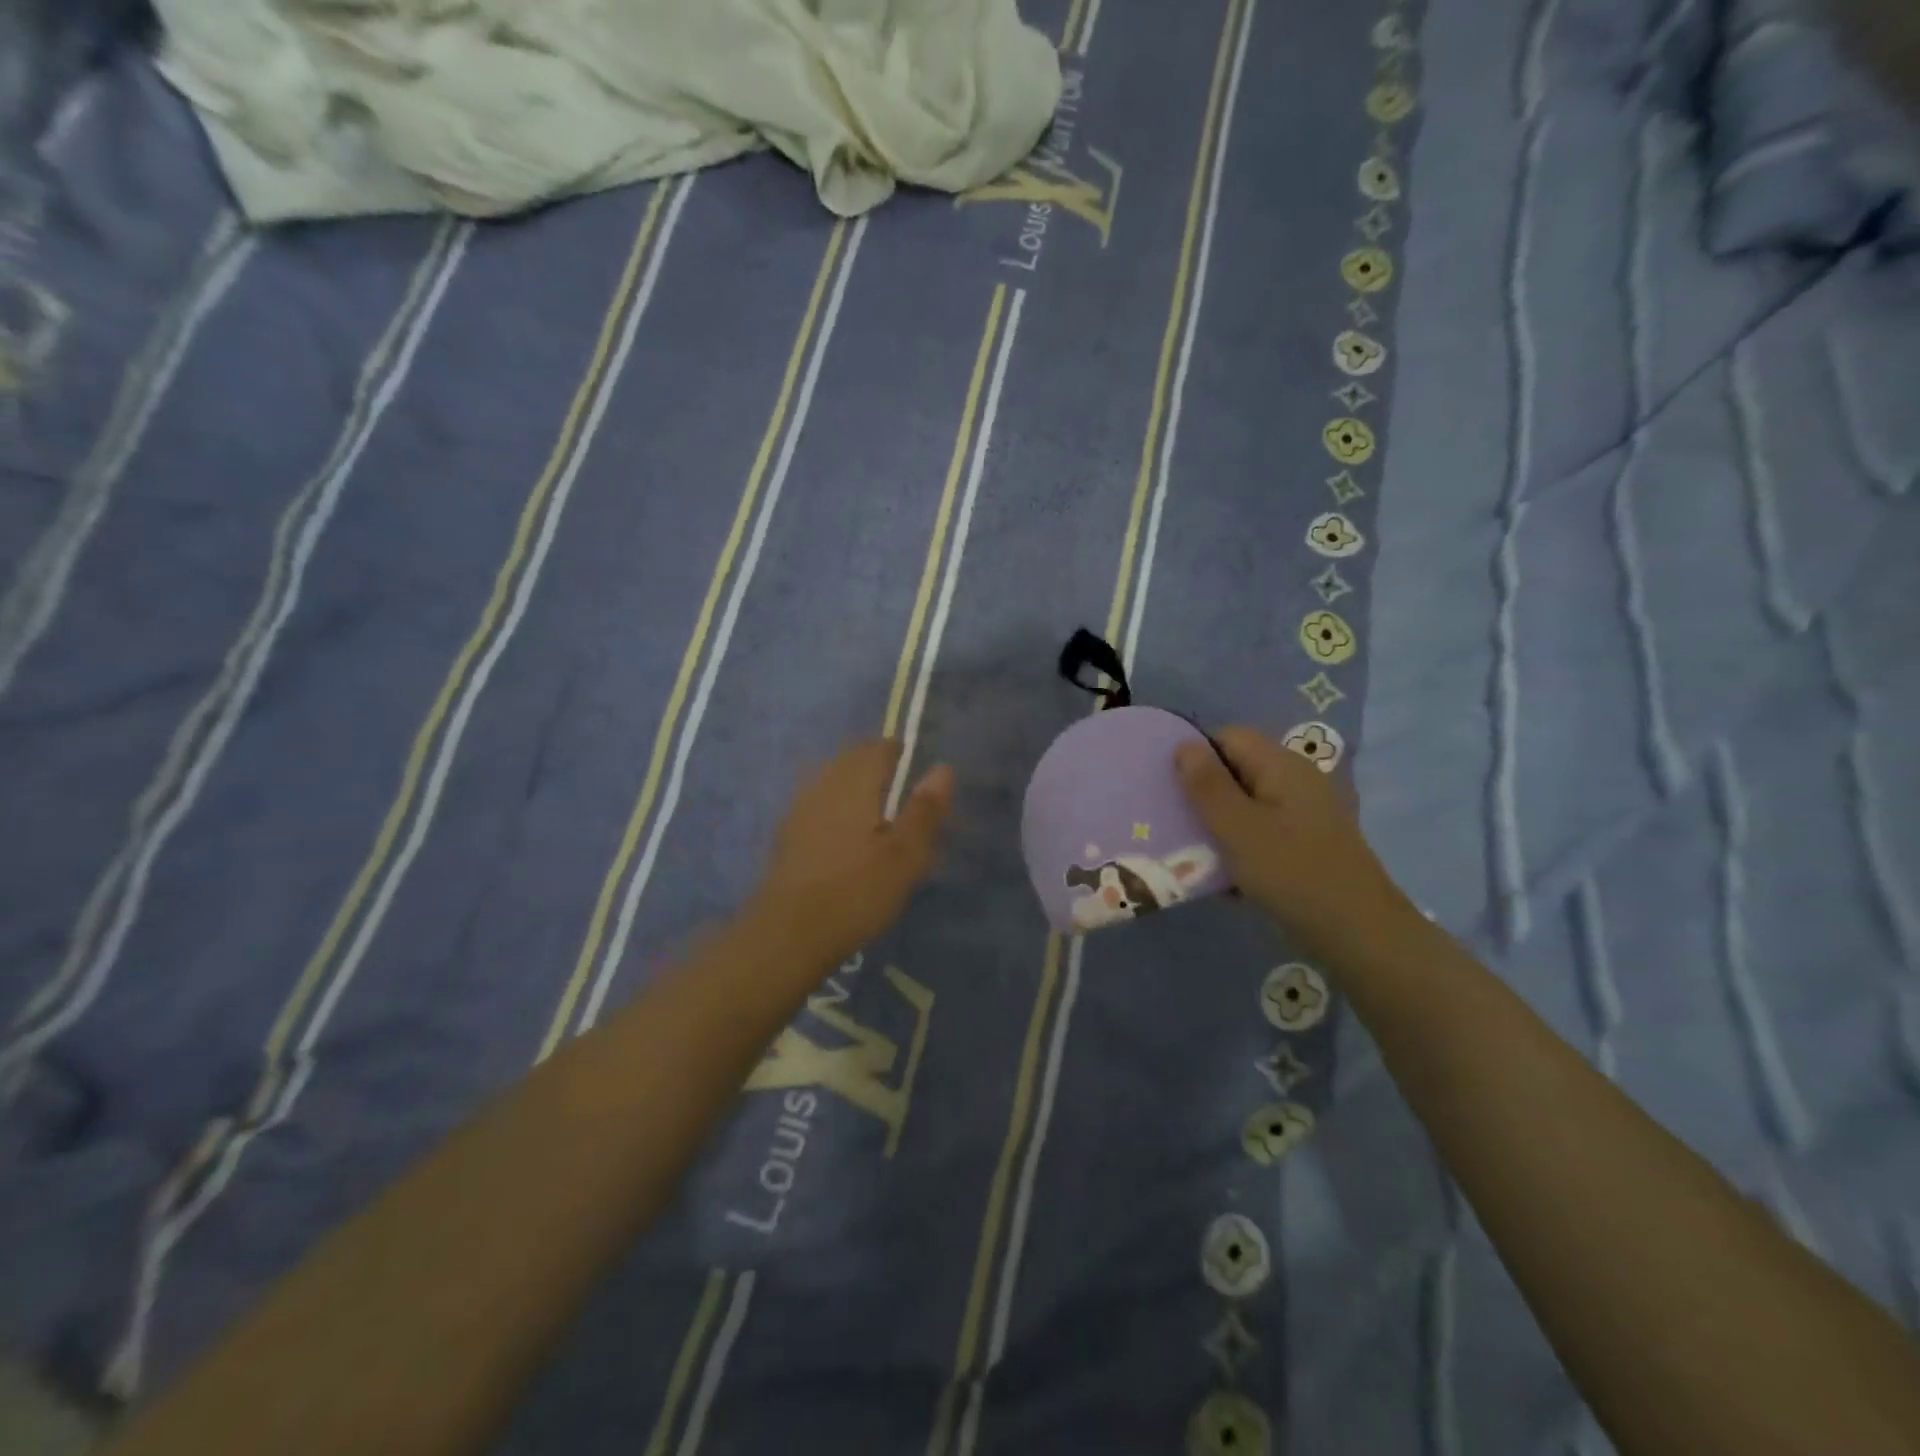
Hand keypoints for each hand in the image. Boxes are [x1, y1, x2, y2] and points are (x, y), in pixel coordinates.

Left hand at [748, 739, 953, 967]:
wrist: (789, 934)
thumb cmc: (857, 891)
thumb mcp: (906, 855)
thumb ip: (925, 809)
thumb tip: (942, 768)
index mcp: (854, 781)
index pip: (879, 747)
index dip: (900, 754)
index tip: (916, 776)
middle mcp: (823, 784)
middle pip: (852, 760)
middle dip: (876, 769)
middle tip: (901, 799)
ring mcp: (799, 808)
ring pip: (832, 781)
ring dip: (855, 790)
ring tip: (877, 820)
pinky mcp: (786, 835)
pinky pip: (817, 806)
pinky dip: (836, 811)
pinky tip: (846, 841)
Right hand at [1175, 727, 1406, 955]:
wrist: (1357, 934)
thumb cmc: (1291, 872)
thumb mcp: (1237, 827)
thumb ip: (1207, 785)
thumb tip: (1183, 744)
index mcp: (1282, 765)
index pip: (1229, 737)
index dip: (1196, 753)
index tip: (1168, 786)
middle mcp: (1296, 781)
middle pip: (1237, 770)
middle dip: (1202, 792)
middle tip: (1171, 819)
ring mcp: (1303, 814)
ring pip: (1246, 804)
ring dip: (1217, 823)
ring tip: (1189, 848)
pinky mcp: (1305, 845)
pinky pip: (1261, 832)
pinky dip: (1239, 845)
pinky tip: (1222, 873)